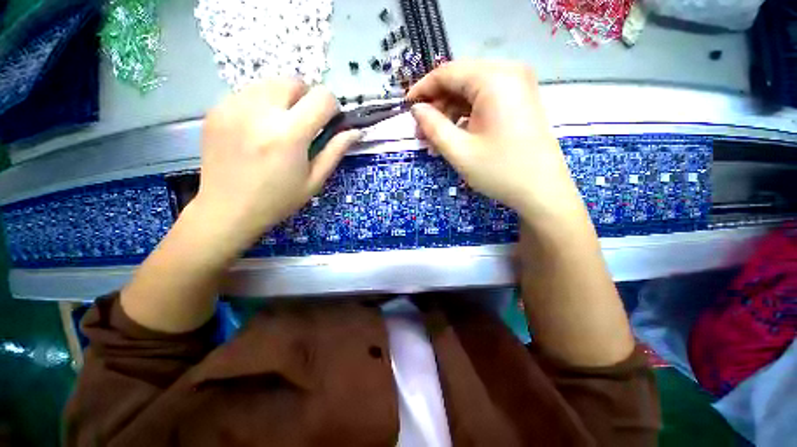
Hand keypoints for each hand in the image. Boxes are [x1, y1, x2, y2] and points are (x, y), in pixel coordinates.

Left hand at [192, 78, 360, 253]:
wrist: (227, 209)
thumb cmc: (278, 200)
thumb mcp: (314, 180)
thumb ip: (335, 151)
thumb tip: (355, 131)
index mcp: (289, 135)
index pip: (322, 97)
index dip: (332, 107)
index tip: (328, 122)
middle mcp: (260, 112)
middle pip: (294, 81)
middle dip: (307, 98)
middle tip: (304, 123)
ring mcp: (234, 107)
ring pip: (270, 82)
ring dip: (284, 98)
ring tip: (280, 125)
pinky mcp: (217, 109)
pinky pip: (249, 92)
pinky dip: (262, 103)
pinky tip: (258, 128)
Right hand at [408, 61, 581, 219]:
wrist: (542, 191)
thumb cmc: (499, 171)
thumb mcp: (459, 151)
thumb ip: (433, 126)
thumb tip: (417, 109)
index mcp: (494, 79)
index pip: (447, 73)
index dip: (422, 89)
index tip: (406, 108)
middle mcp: (509, 73)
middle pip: (460, 80)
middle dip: (437, 105)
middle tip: (422, 132)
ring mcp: (518, 86)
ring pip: (471, 92)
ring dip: (450, 113)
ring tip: (437, 140)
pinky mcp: (520, 101)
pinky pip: (485, 101)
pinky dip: (466, 116)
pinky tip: (456, 136)